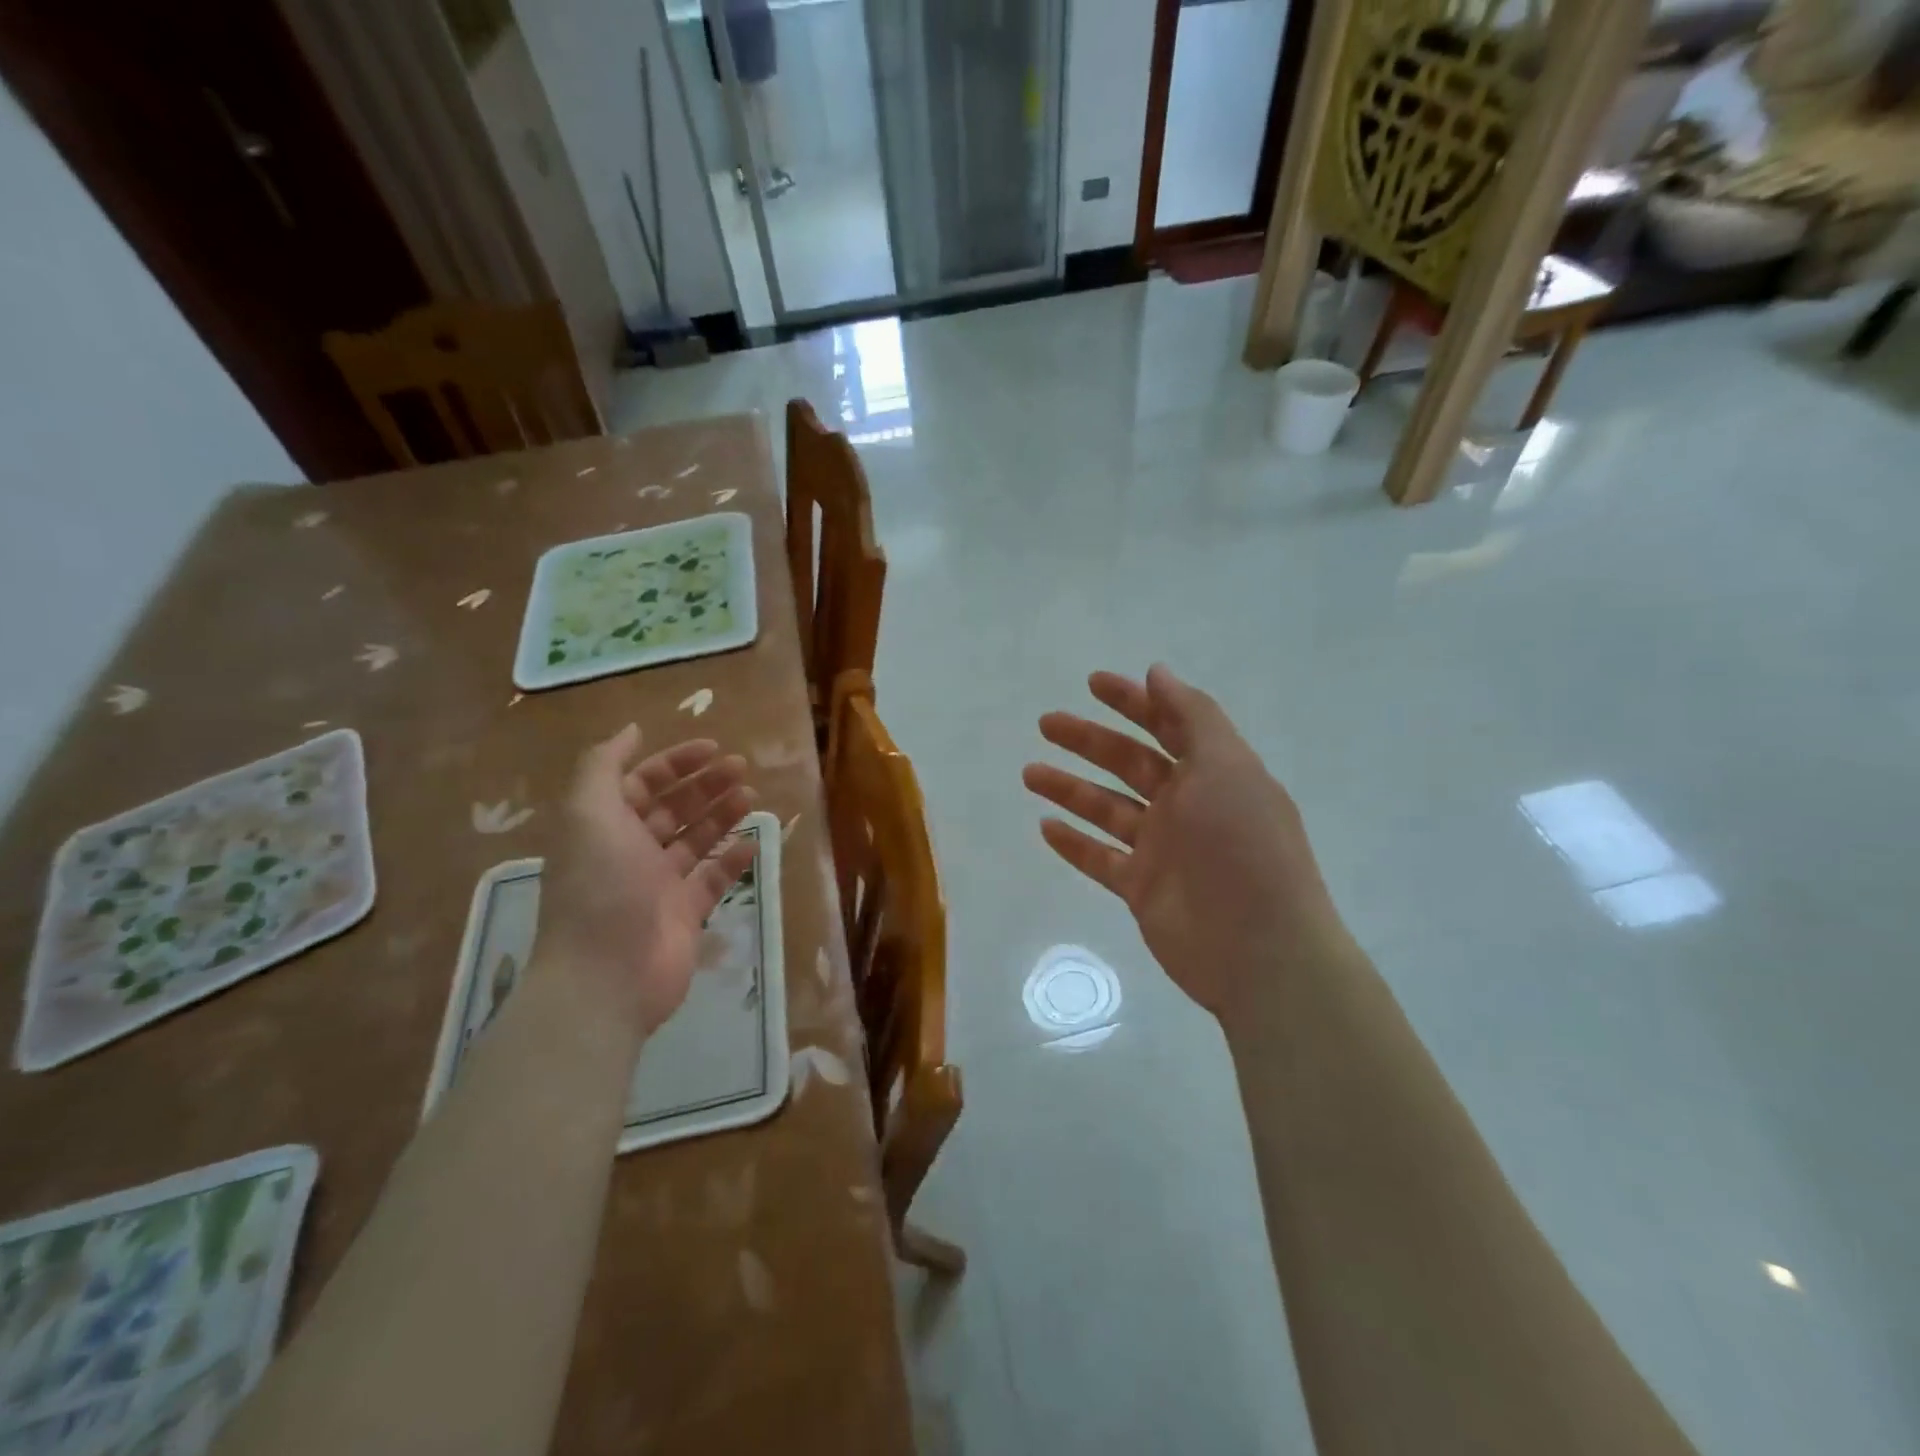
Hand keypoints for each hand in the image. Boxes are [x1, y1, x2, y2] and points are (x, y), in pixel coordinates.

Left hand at [540, 726, 757, 1035]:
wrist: (607, 975)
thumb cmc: (600, 886)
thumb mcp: (588, 811)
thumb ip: (603, 765)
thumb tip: (630, 730)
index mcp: (603, 827)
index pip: (641, 784)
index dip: (674, 762)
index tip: (712, 747)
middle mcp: (630, 852)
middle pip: (672, 808)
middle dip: (704, 784)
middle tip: (741, 767)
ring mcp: (659, 885)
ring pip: (696, 840)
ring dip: (722, 814)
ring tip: (750, 796)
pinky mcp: (685, 914)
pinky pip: (713, 879)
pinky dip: (733, 859)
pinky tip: (755, 841)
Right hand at [1023, 665, 1354, 1027]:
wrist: (1259, 950)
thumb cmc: (1243, 846)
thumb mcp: (1226, 766)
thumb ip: (1192, 715)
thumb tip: (1157, 672)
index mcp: (1213, 772)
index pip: (1168, 725)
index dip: (1133, 701)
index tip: (1093, 683)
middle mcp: (1187, 805)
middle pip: (1129, 762)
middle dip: (1088, 740)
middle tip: (1046, 723)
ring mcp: (1163, 849)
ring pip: (1107, 809)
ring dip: (1069, 788)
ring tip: (1029, 773)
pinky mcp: (1142, 888)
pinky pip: (1100, 859)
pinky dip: (1074, 843)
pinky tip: (1045, 827)